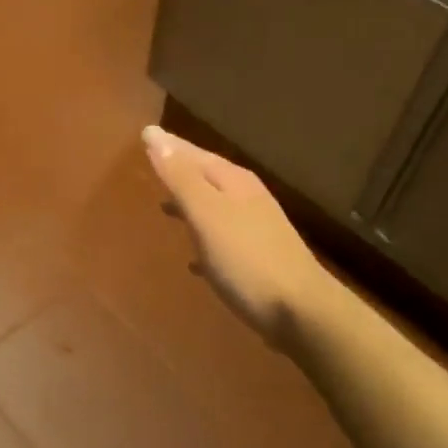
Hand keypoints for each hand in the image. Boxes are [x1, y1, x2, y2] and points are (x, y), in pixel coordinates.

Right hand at [142, 124, 330, 345]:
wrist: (302, 313)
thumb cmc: (247, 259)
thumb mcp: (206, 214)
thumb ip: (180, 177)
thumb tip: (154, 134)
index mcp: (234, 183)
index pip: (195, 154)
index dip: (170, 146)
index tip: (145, 136)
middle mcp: (247, 199)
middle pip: (206, 177)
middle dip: (180, 172)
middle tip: (152, 166)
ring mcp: (256, 229)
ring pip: (214, 207)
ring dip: (190, 203)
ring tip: (164, 207)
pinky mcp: (258, 261)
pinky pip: (222, 241)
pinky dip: (203, 239)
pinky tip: (192, 260)